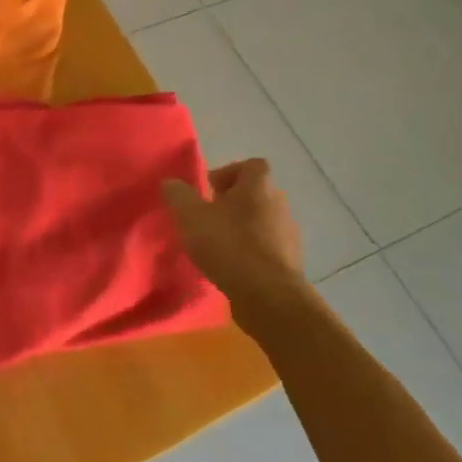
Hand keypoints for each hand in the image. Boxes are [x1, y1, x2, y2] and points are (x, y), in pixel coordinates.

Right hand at [162, 159, 305, 322]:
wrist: (268, 296)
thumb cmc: (229, 245)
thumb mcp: (191, 216)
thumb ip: (178, 195)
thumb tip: (170, 182)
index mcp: (258, 186)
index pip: (252, 165)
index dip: (229, 173)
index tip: (209, 190)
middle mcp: (279, 204)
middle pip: (256, 194)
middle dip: (233, 203)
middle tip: (209, 218)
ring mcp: (289, 235)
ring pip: (263, 222)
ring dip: (243, 229)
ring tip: (218, 246)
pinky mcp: (290, 263)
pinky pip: (268, 249)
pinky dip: (252, 253)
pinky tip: (233, 268)